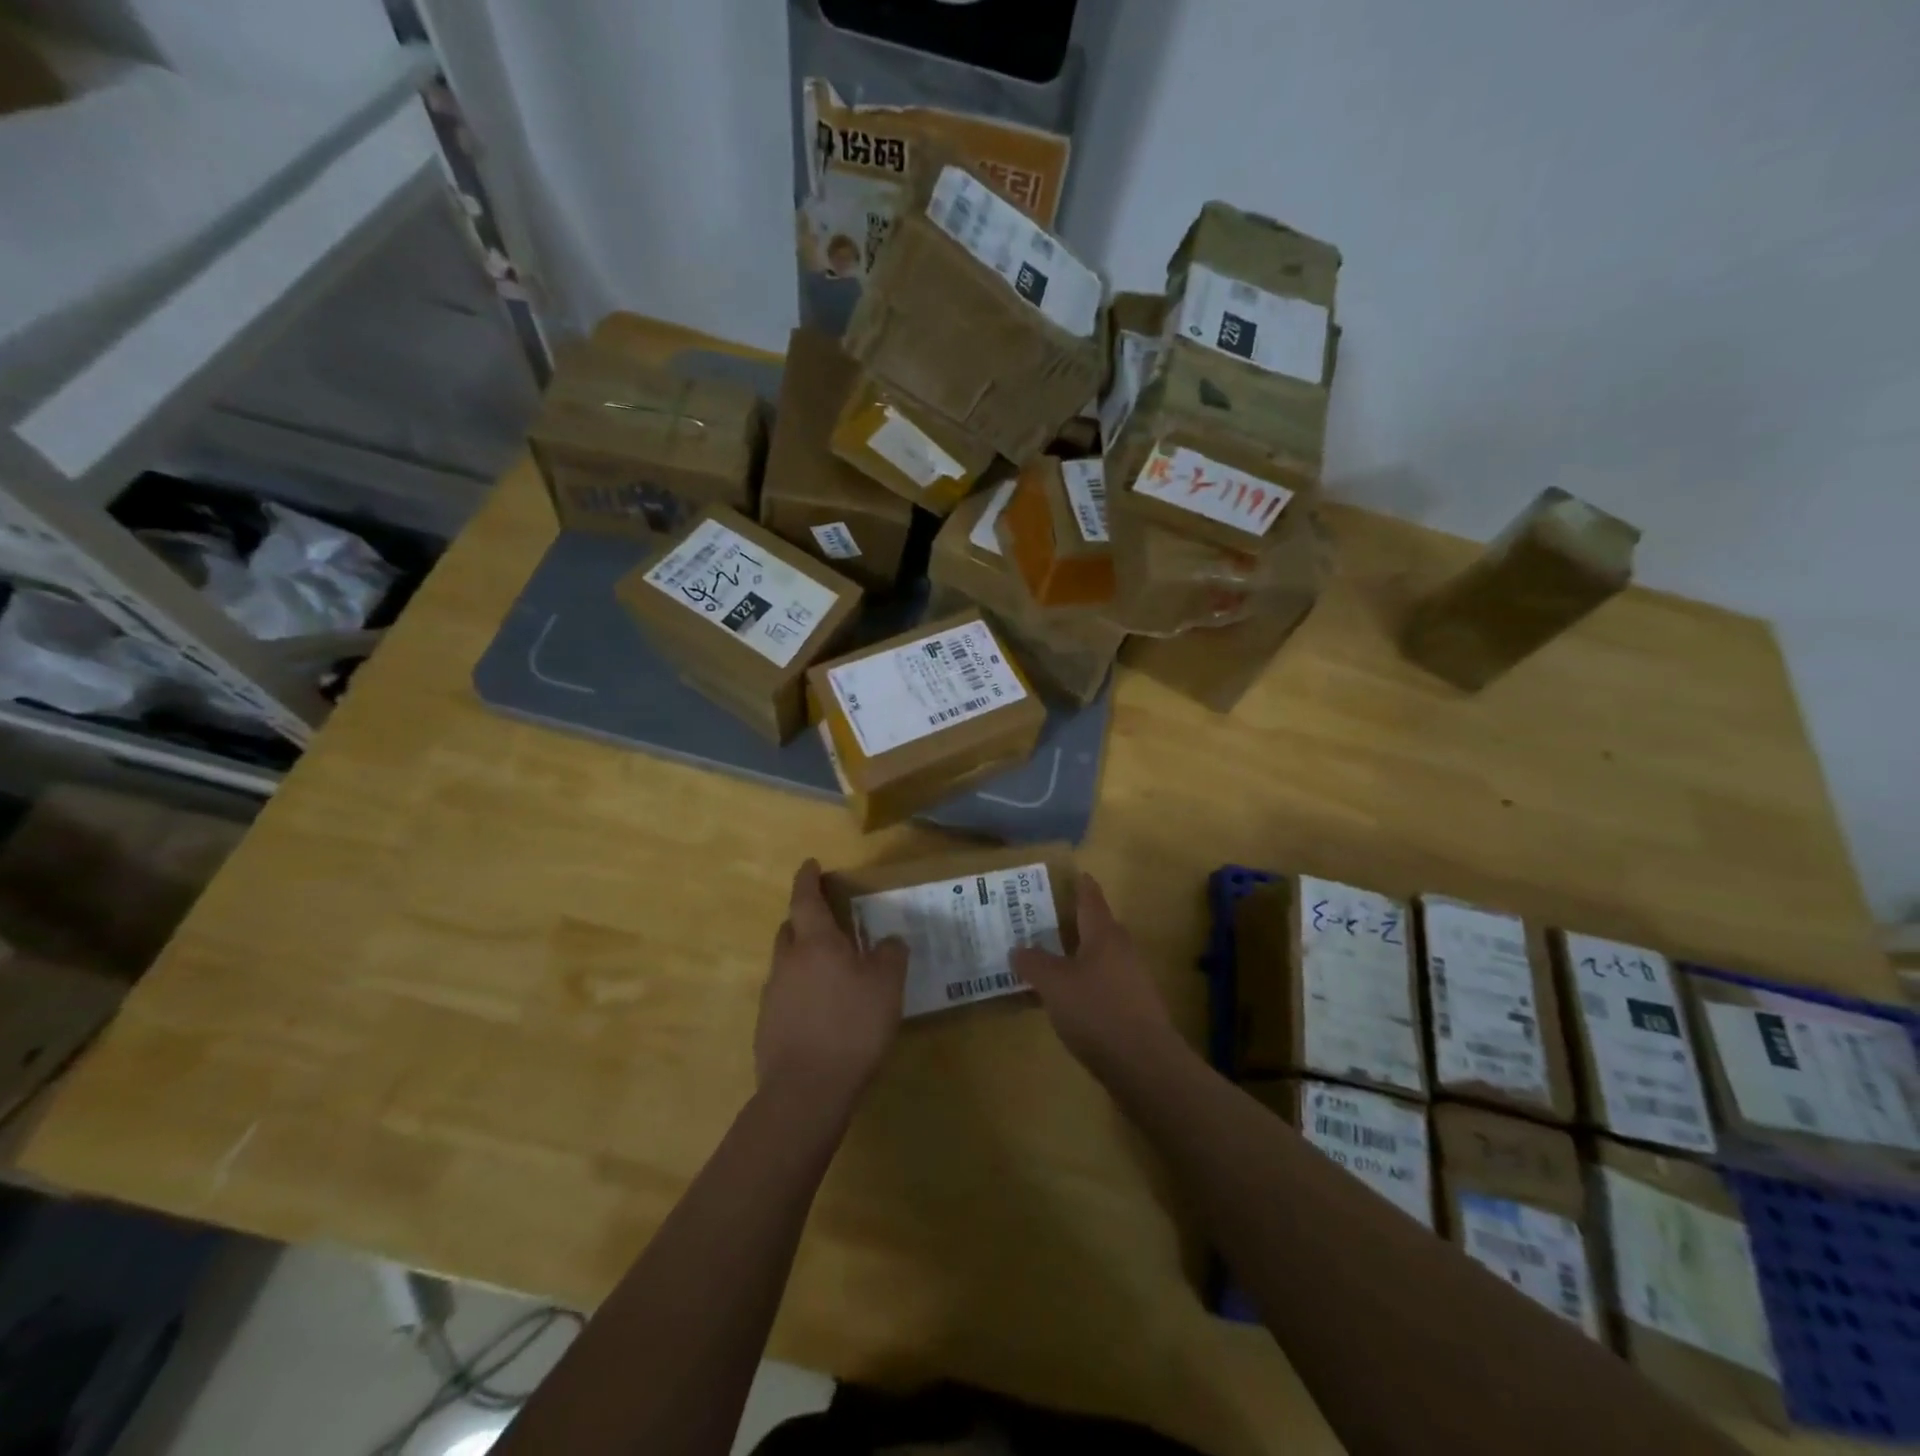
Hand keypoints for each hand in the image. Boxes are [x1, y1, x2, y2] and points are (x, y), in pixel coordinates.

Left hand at [756, 860, 907, 1108]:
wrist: (806, 1090)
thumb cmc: (852, 1026)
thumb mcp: (887, 986)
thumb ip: (890, 955)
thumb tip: (889, 941)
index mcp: (815, 943)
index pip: (805, 899)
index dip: (807, 879)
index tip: (810, 864)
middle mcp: (787, 962)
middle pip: (790, 929)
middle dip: (805, 920)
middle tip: (828, 923)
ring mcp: (772, 995)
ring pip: (786, 963)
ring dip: (803, 958)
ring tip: (830, 973)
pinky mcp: (766, 1026)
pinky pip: (784, 995)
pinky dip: (800, 991)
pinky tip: (820, 1012)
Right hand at [1011, 873, 1177, 1075]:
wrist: (1144, 1064)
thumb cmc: (1096, 1011)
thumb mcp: (1054, 984)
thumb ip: (1033, 963)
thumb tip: (1018, 948)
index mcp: (1104, 935)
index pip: (1091, 899)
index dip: (1081, 886)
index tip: (1075, 873)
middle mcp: (1122, 950)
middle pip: (1099, 927)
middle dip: (1076, 921)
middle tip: (1048, 918)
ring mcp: (1133, 980)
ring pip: (1102, 956)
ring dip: (1080, 954)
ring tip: (1052, 958)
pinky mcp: (1135, 1008)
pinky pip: (1105, 983)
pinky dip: (1087, 982)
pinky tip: (1070, 998)